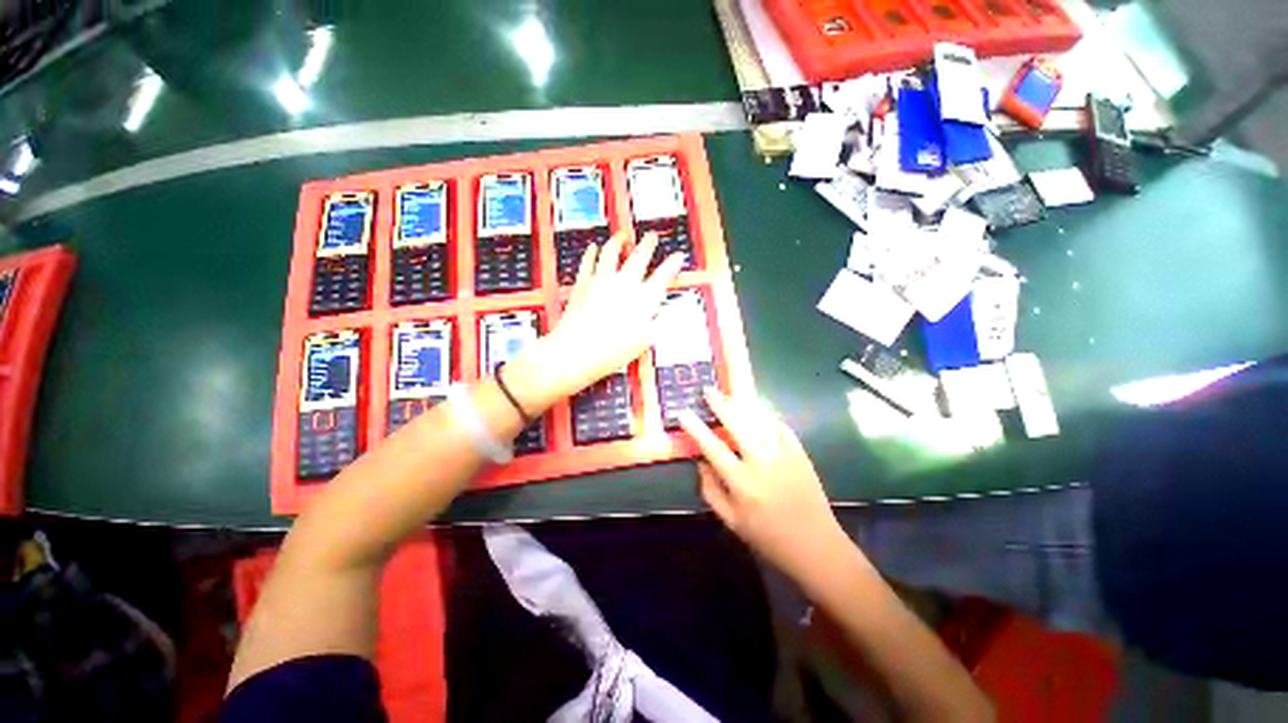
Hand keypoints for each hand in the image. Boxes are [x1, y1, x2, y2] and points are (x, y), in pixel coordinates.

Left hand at [510, 231, 683, 407]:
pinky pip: (588, 262)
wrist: (578, 350)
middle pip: (639, 257)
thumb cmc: (613, 351)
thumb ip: (656, 324)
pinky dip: (592, 253)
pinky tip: (593, 248)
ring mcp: (602, 280)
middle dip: (648, 245)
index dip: (672, 264)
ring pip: (612, 252)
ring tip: (622, 236)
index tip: (678, 256)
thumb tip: (663, 313)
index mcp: (643, 299)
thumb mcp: (643, 342)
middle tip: (652, 236)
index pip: (663, 276)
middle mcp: (625, 284)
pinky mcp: (583, 283)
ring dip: (618, 241)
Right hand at [679, 388, 851, 583]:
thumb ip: (711, 490)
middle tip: (708, 391)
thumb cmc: (768, 538)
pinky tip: (756, 411)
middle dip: (720, 405)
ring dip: (742, 405)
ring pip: (760, 421)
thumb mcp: (731, 521)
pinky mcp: (800, 454)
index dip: (696, 428)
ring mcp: (784, 455)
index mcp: (742, 483)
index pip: (713, 448)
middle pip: (737, 426)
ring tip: (728, 395)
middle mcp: (762, 464)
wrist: (816, 546)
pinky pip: (780, 427)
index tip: (684, 413)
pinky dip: (766, 416)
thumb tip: (700, 462)